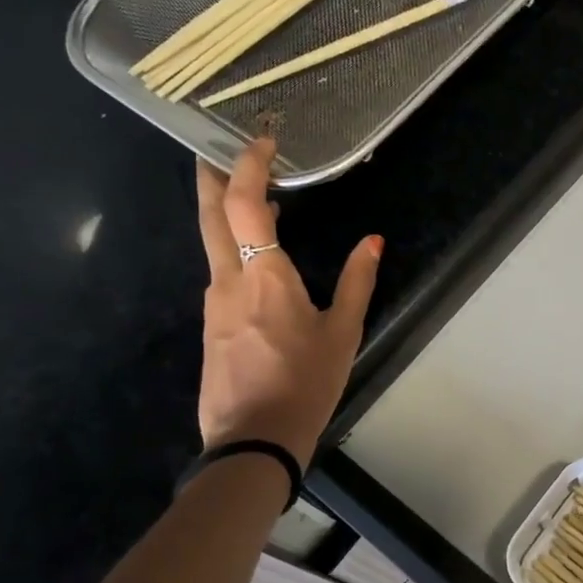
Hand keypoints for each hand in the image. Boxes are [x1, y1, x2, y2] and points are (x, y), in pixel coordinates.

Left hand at [193, 138, 381, 465]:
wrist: (252, 442)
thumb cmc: (305, 384)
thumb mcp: (343, 333)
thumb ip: (357, 282)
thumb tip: (372, 241)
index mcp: (264, 276)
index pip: (246, 204)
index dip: (249, 165)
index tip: (262, 141)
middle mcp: (228, 280)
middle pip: (211, 214)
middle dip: (212, 175)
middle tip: (217, 146)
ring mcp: (213, 304)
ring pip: (213, 244)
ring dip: (227, 213)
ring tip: (254, 199)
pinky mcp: (211, 326)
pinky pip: (221, 273)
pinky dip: (234, 249)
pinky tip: (255, 258)